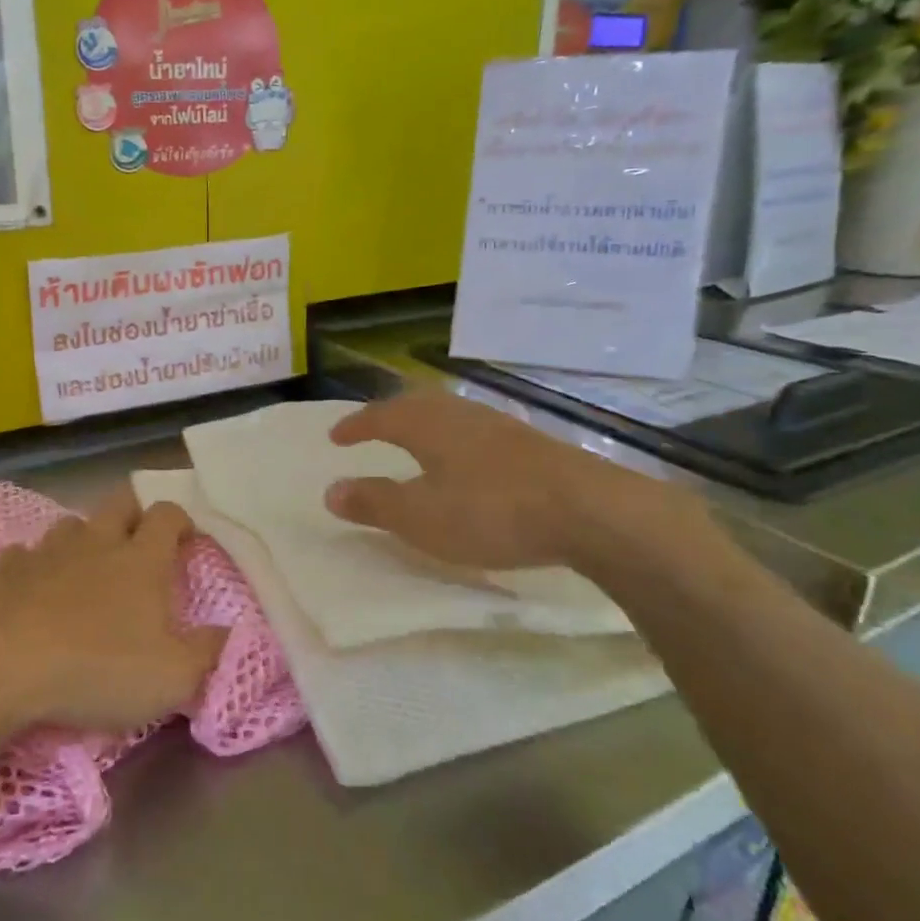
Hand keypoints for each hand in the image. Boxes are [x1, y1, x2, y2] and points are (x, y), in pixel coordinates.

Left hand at [0, 490, 225, 732]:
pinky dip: (33, 565)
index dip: (181, 520)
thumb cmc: (97, 667)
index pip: (167, 515)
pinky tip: (33, 586)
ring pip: (71, 524)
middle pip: (119, 502)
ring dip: (84, 536)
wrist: (0, 665)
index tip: (187, 540)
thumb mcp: (171, 677)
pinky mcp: (5, 572)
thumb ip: (207, 653)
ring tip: (88, 563)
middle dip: (134, 511)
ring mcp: (47, 553)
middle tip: (141, 539)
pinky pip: (23, 555)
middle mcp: (96, 543)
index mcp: (141, 560)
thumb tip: (228, 633)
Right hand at [323, 391, 719, 584]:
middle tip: (372, 428)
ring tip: (413, 441)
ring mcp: (499, 426)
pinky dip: (454, 439)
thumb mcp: (421, 516)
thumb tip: (331, 490)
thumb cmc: (490, 511)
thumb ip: (374, 502)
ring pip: (449, 414)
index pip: (380, 416)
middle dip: (389, 415)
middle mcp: (460, 414)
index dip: (356, 426)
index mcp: (427, 425)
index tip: (335, 437)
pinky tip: (465, 461)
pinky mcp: (530, 444)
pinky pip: (475, 431)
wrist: (588, 511)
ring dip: (424, 424)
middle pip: (416, 404)